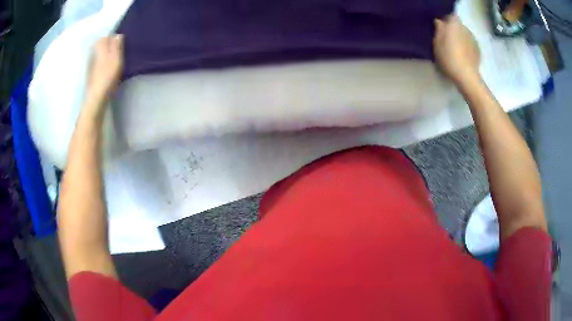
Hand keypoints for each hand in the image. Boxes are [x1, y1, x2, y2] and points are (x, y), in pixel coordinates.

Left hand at [85, 35, 123, 106]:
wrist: (96, 98)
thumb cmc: (107, 76)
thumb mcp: (116, 58)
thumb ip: (116, 45)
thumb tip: (117, 35)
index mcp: (99, 49)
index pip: (104, 38)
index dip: (111, 38)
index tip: (119, 41)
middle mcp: (93, 55)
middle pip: (100, 46)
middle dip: (107, 46)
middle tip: (117, 50)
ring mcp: (91, 67)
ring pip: (98, 56)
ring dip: (105, 56)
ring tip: (113, 60)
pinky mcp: (91, 76)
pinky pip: (97, 65)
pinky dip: (102, 65)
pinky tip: (107, 70)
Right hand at [433, 15, 480, 85]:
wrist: (466, 76)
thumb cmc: (448, 56)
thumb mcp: (437, 41)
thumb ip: (438, 28)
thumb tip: (439, 21)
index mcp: (455, 23)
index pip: (450, 16)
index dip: (445, 20)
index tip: (441, 27)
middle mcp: (465, 28)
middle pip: (458, 25)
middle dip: (453, 29)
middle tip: (446, 39)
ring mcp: (474, 40)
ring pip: (465, 35)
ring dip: (460, 39)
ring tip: (455, 49)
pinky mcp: (478, 51)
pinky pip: (470, 45)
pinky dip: (466, 48)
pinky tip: (462, 56)